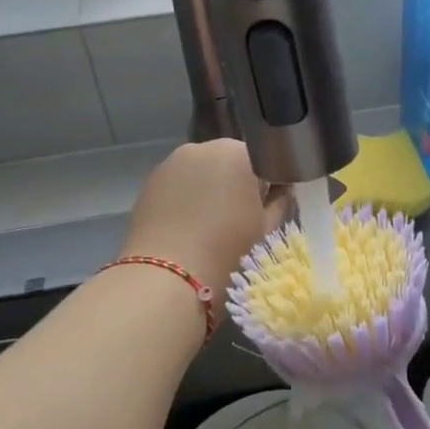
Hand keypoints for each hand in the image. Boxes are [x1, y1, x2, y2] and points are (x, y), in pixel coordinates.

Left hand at [118, 139, 284, 311]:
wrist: (164, 280)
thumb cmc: (227, 253)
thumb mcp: (267, 230)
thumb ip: (280, 201)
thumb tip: (281, 190)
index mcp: (239, 154)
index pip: (265, 159)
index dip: (270, 184)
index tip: (267, 208)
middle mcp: (203, 148)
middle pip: (231, 161)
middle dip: (237, 183)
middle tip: (240, 219)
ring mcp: (171, 162)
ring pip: (202, 171)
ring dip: (210, 189)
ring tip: (210, 225)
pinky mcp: (149, 182)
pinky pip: (178, 184)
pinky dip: (186, 198)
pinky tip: (186, 226)